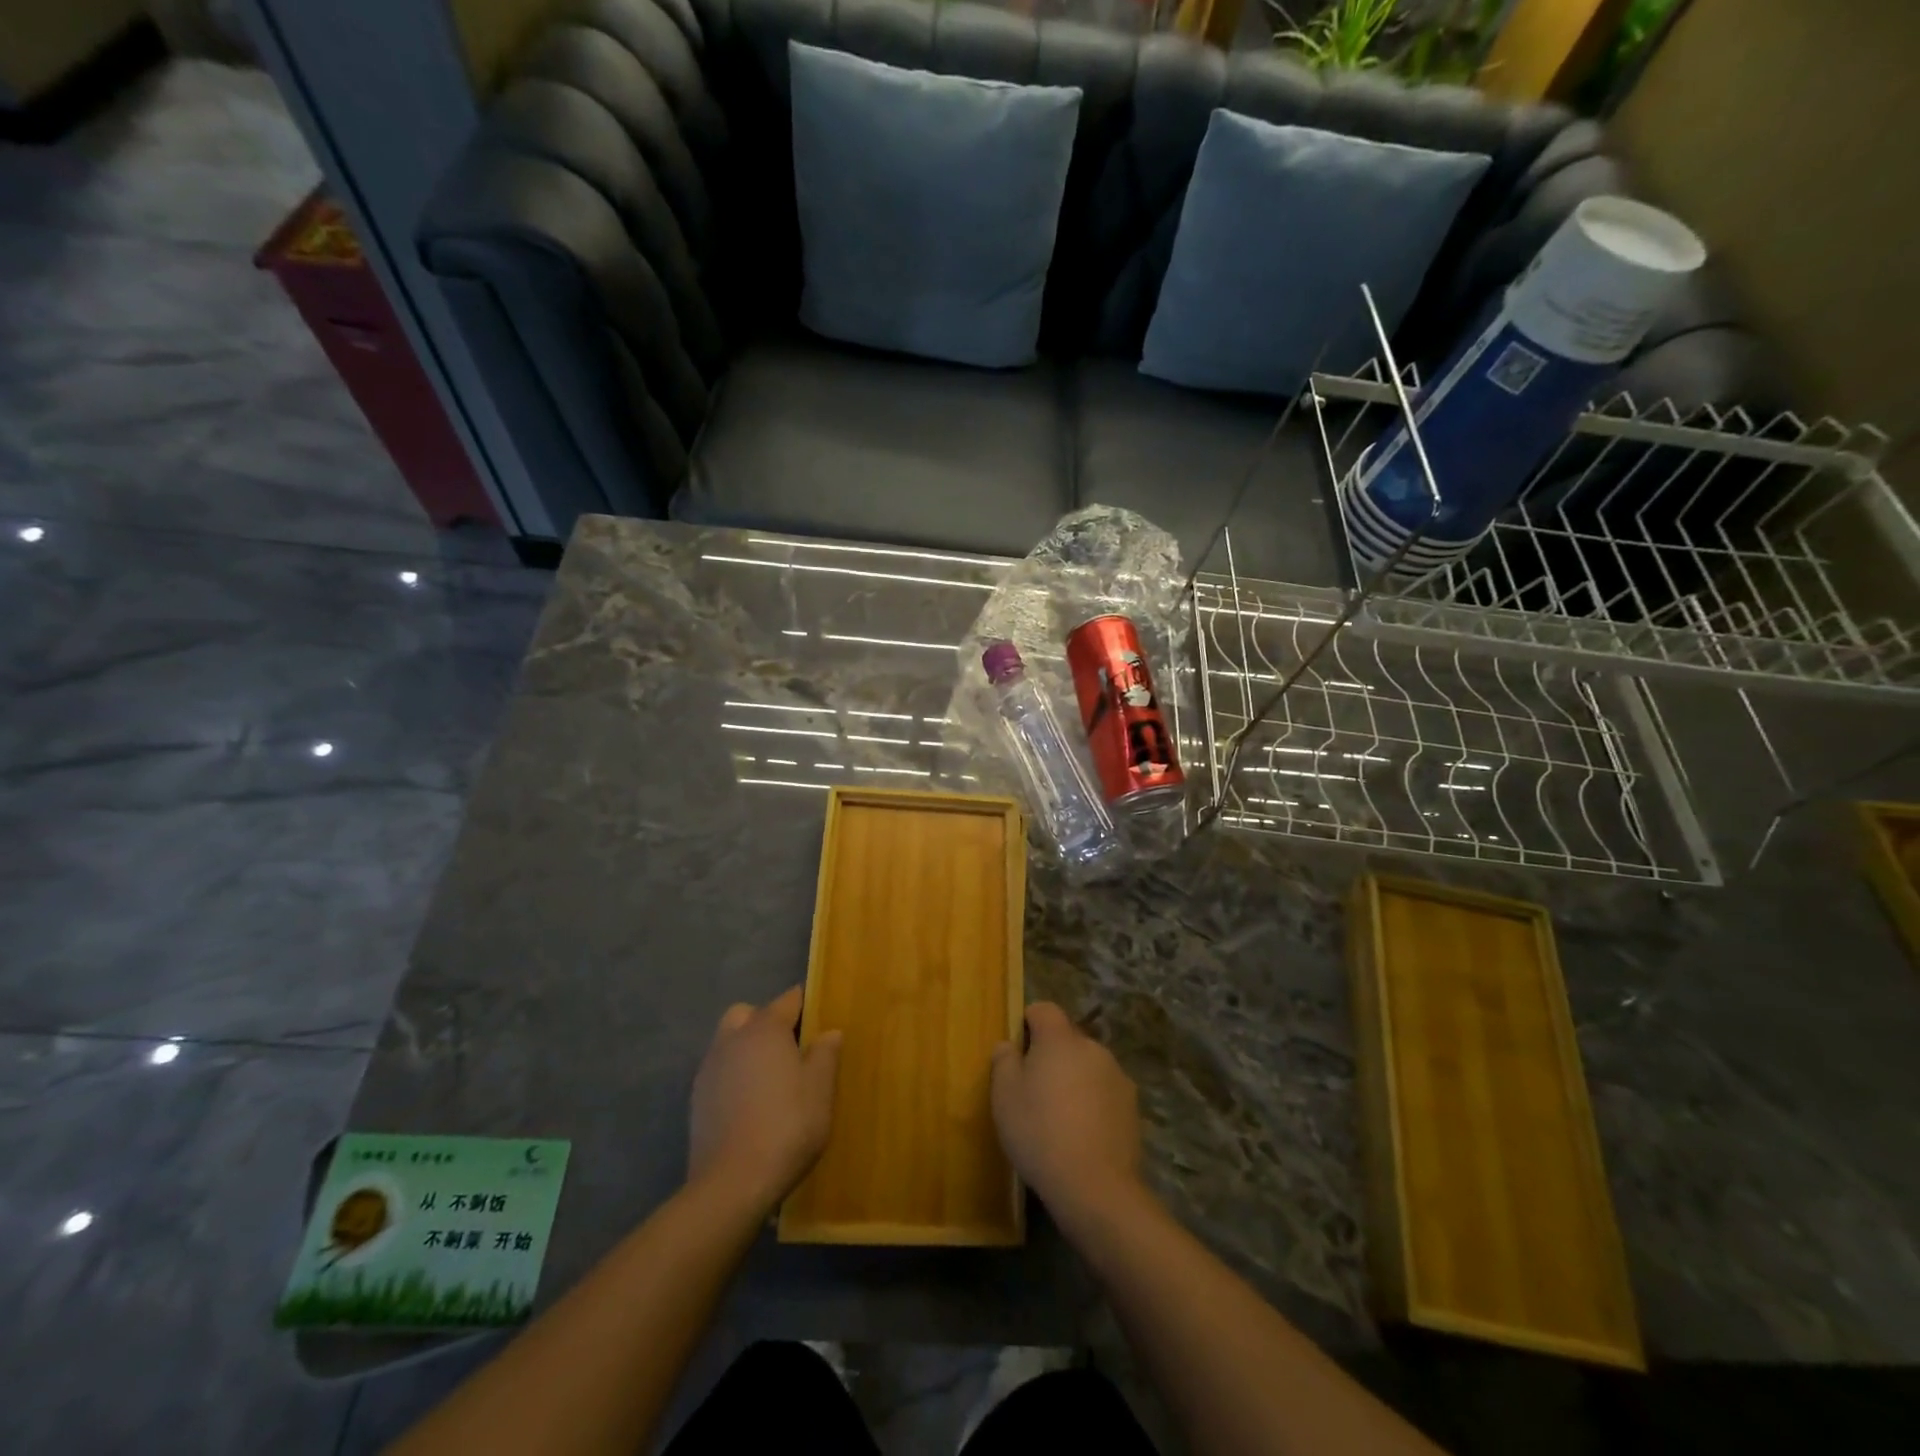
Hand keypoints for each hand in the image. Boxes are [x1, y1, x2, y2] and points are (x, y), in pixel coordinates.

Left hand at [688, 987, 841, 1213]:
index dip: (806, 1004)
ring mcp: (710, 1069)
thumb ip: (826, 1054)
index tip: (821, 1016)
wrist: (731, 1184)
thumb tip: (830, 1031)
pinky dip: (734, 1075)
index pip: (788, 999)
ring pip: (729, 1041)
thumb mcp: (820, 1090)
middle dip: (767, 1021)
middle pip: (748, 1014)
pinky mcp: (697, 1099)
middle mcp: (733, 1039)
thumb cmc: (786, 1127)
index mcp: (765, 1029)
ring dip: (747, 1048)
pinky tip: (750, 1104)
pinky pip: (720, 1071)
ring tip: (771, 1079)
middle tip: (791, 1048)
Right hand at [990, 1002, 1143, 1222]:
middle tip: (1034, 1090)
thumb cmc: (1039, 1132)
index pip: (1044, 1009)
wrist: (1096, 1186)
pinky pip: (1105, 1093)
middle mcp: (1093, 1047)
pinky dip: (1093, 1103)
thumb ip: (1004, 1061)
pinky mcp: (1133, 1106)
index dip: (1028, 1023)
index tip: (1017, 1051)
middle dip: (1051, 1055)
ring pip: (1088, 1066)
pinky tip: (1082, 1135)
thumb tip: (1009, 1045)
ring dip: (1074, 1079)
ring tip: (1059, 1117)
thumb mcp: (1004, 1096)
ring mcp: (1118, 1076)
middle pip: (1067, 1039)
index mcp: (1060, 1039)